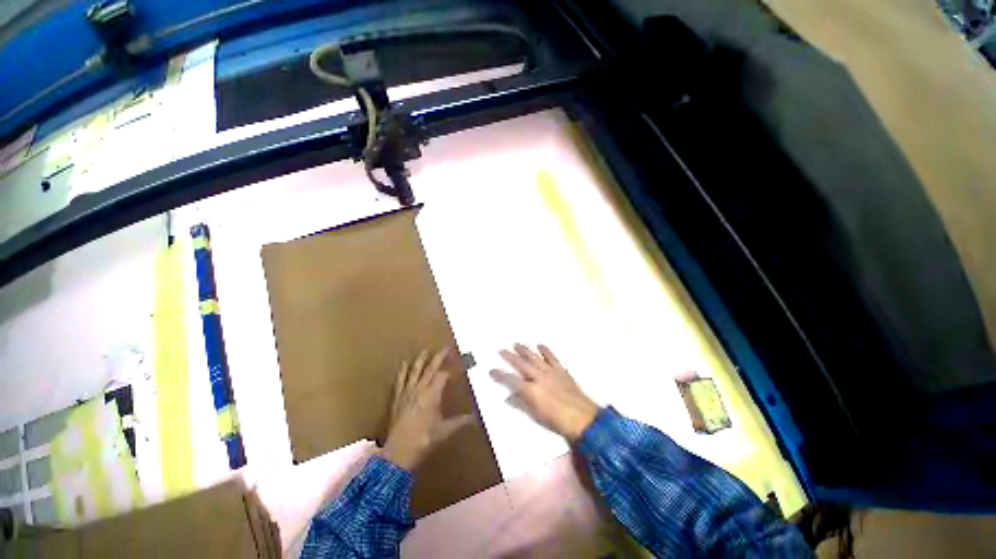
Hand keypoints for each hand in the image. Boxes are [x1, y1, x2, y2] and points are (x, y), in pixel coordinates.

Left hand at [382, 348, 474, 470]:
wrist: (397, 452)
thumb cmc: (424, 440)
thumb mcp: (444, 431)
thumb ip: (461, 422)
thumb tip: (477, 418)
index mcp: (432, 395)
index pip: (443, 375)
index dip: (451, 368)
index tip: (459, 361)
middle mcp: (420, 389)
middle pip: (430, 369)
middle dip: (439, 357)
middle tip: (446, 348)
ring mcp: (407, 393)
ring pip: (415, 372)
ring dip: (421, 360)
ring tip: (425, 350)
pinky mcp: (398, 398)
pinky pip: (400, 381)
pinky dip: (402, 372)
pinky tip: (404, 363)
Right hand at [490, 344, 599, 441]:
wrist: (582, 418)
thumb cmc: (557, 421)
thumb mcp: (537, 415)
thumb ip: (522, 403)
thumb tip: (509, 397)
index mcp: (531, 390)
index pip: (511, 380)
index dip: (500, 374)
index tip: (492, 370)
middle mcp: (539, 377)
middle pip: (521, 364)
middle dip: (510, 356)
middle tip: (502, 350)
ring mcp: (550, 371)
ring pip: (534, 357)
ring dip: (525, 350)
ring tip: (517, 344)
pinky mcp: (561, 370)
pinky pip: (551, 357)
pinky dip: (545, 350)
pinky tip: (540, 345)